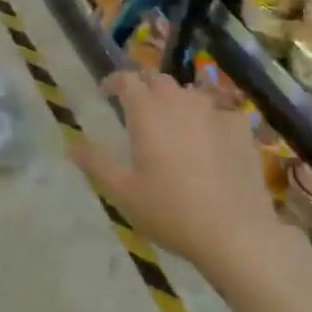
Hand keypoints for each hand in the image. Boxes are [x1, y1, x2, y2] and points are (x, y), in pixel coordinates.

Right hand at [69, 70, 282, 280]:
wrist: (235, 232)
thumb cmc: (171, 211)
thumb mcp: (124, 192)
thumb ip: (96, 163)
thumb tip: (71, 143)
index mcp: (146, 111)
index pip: (126, 79)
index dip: (114, 82)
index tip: (107, 94)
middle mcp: (178, 101)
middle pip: (158, 81)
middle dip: (146, 89)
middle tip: (140, 112)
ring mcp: (213, 111)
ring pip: (190, 93)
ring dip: (178, 102)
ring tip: (175, 125)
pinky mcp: (240, 128)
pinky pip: (222, 112)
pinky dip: (212, 119)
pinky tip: (213, 139)